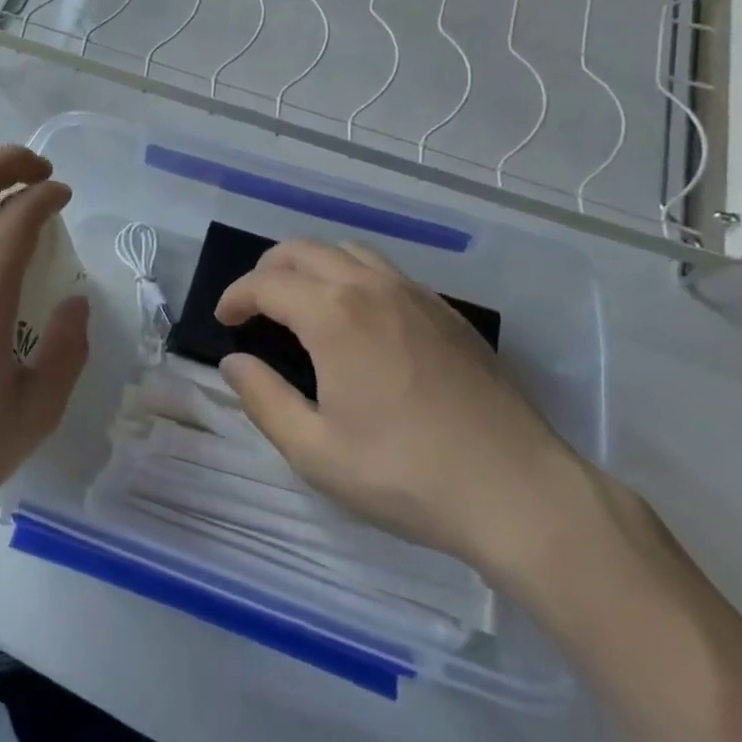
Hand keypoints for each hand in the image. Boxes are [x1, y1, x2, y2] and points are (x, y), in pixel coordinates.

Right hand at [215, 239, 584, 575]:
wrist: (518, 492)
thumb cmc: (406, 475)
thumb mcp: (316, 451)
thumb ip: (263, 400)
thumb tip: (233, 362)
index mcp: (334, 315)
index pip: (267, 283)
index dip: (236, 296)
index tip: (223, 320)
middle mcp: (371, 287)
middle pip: (305, 250)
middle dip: (268, 269)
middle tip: (254, 304)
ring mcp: (415, 294)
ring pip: (348, 251)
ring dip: (312, 265)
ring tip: (301, 300)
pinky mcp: (447, 312)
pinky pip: (386, 271)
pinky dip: (354, 275)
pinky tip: (359, 317)